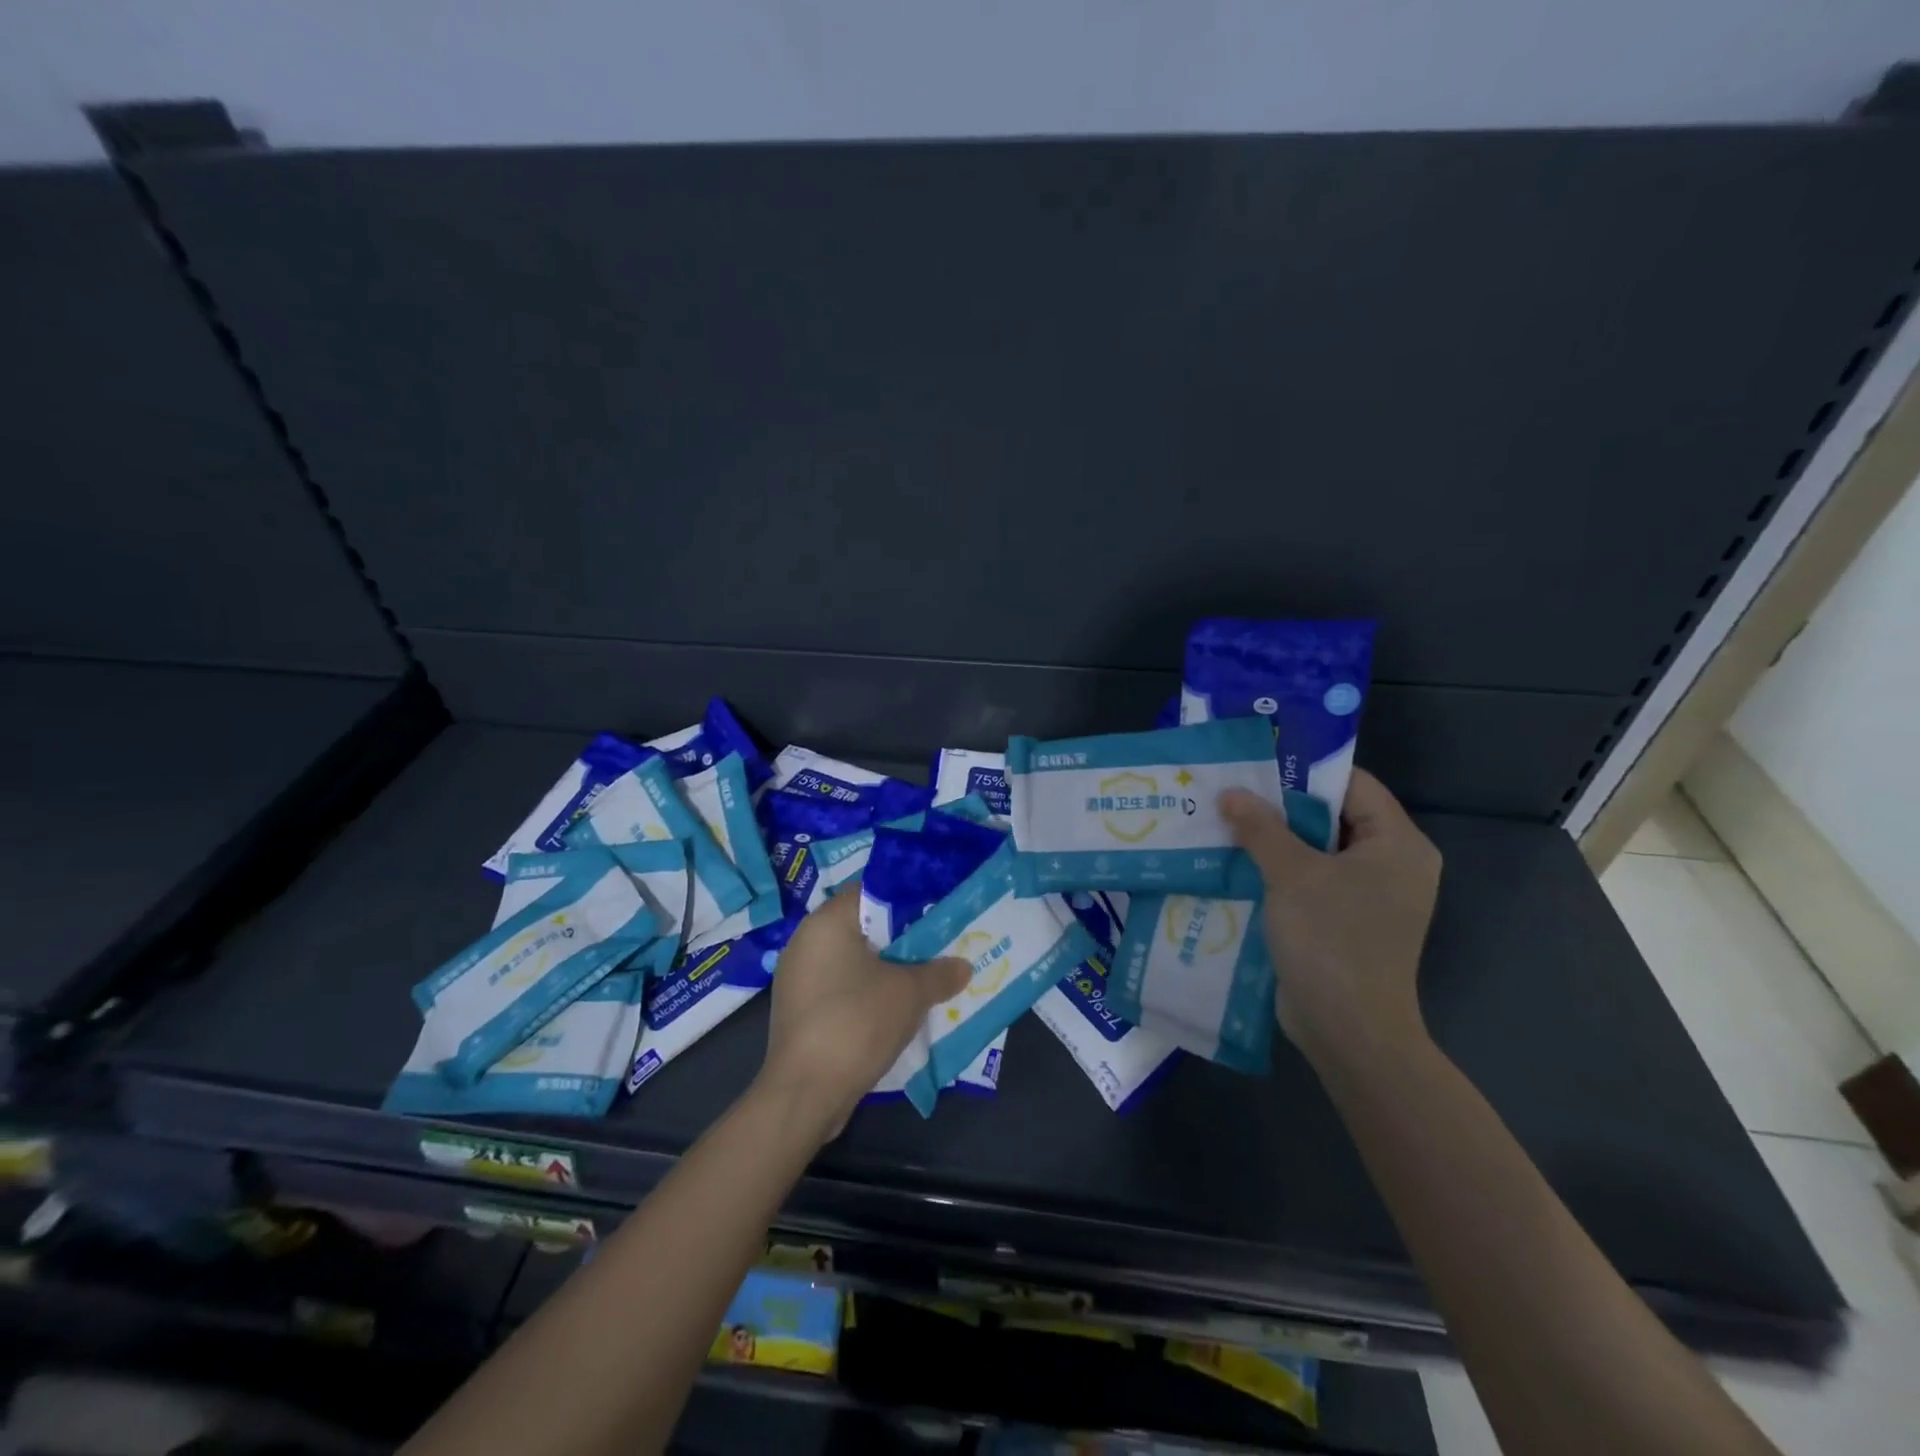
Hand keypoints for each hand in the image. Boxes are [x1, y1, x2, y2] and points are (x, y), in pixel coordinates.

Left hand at [755, 892, 970, 1139]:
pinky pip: (841, 988)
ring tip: (925, 979)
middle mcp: (805, 941)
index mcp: (827, 921)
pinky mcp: (799, 1010)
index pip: (872, 892)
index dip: (909, 900)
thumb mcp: (909, 994)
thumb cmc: (856, 1023)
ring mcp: (798, 978)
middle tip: (939, 947)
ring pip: (854, 961)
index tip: (938, 913)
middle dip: (902, 939)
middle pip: (864, 928)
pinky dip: (868, 993)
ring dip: (887, 970)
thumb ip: (939, 973)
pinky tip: (896, 1010)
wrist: (805, 1093)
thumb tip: (963, 966)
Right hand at [1219, 769, 1441, 1075]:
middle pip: (1333, 817)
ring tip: (1225, 823)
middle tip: (1232, 792)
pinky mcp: (1347, 922)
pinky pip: (1312, 881)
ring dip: (1274, 841)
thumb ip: (1261, 827)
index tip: (1257, 765)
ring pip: (1318, 851)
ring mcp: (1370, 897)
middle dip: (1281, 807)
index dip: (1305, 772)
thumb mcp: (1291, 874)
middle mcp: (1392, 865)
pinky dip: (1279, 872)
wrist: (1348, 1031)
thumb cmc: (1332, 940)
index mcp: (1398, 844)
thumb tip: (1230, 793)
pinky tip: (1237, 864)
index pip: (1353, 785)